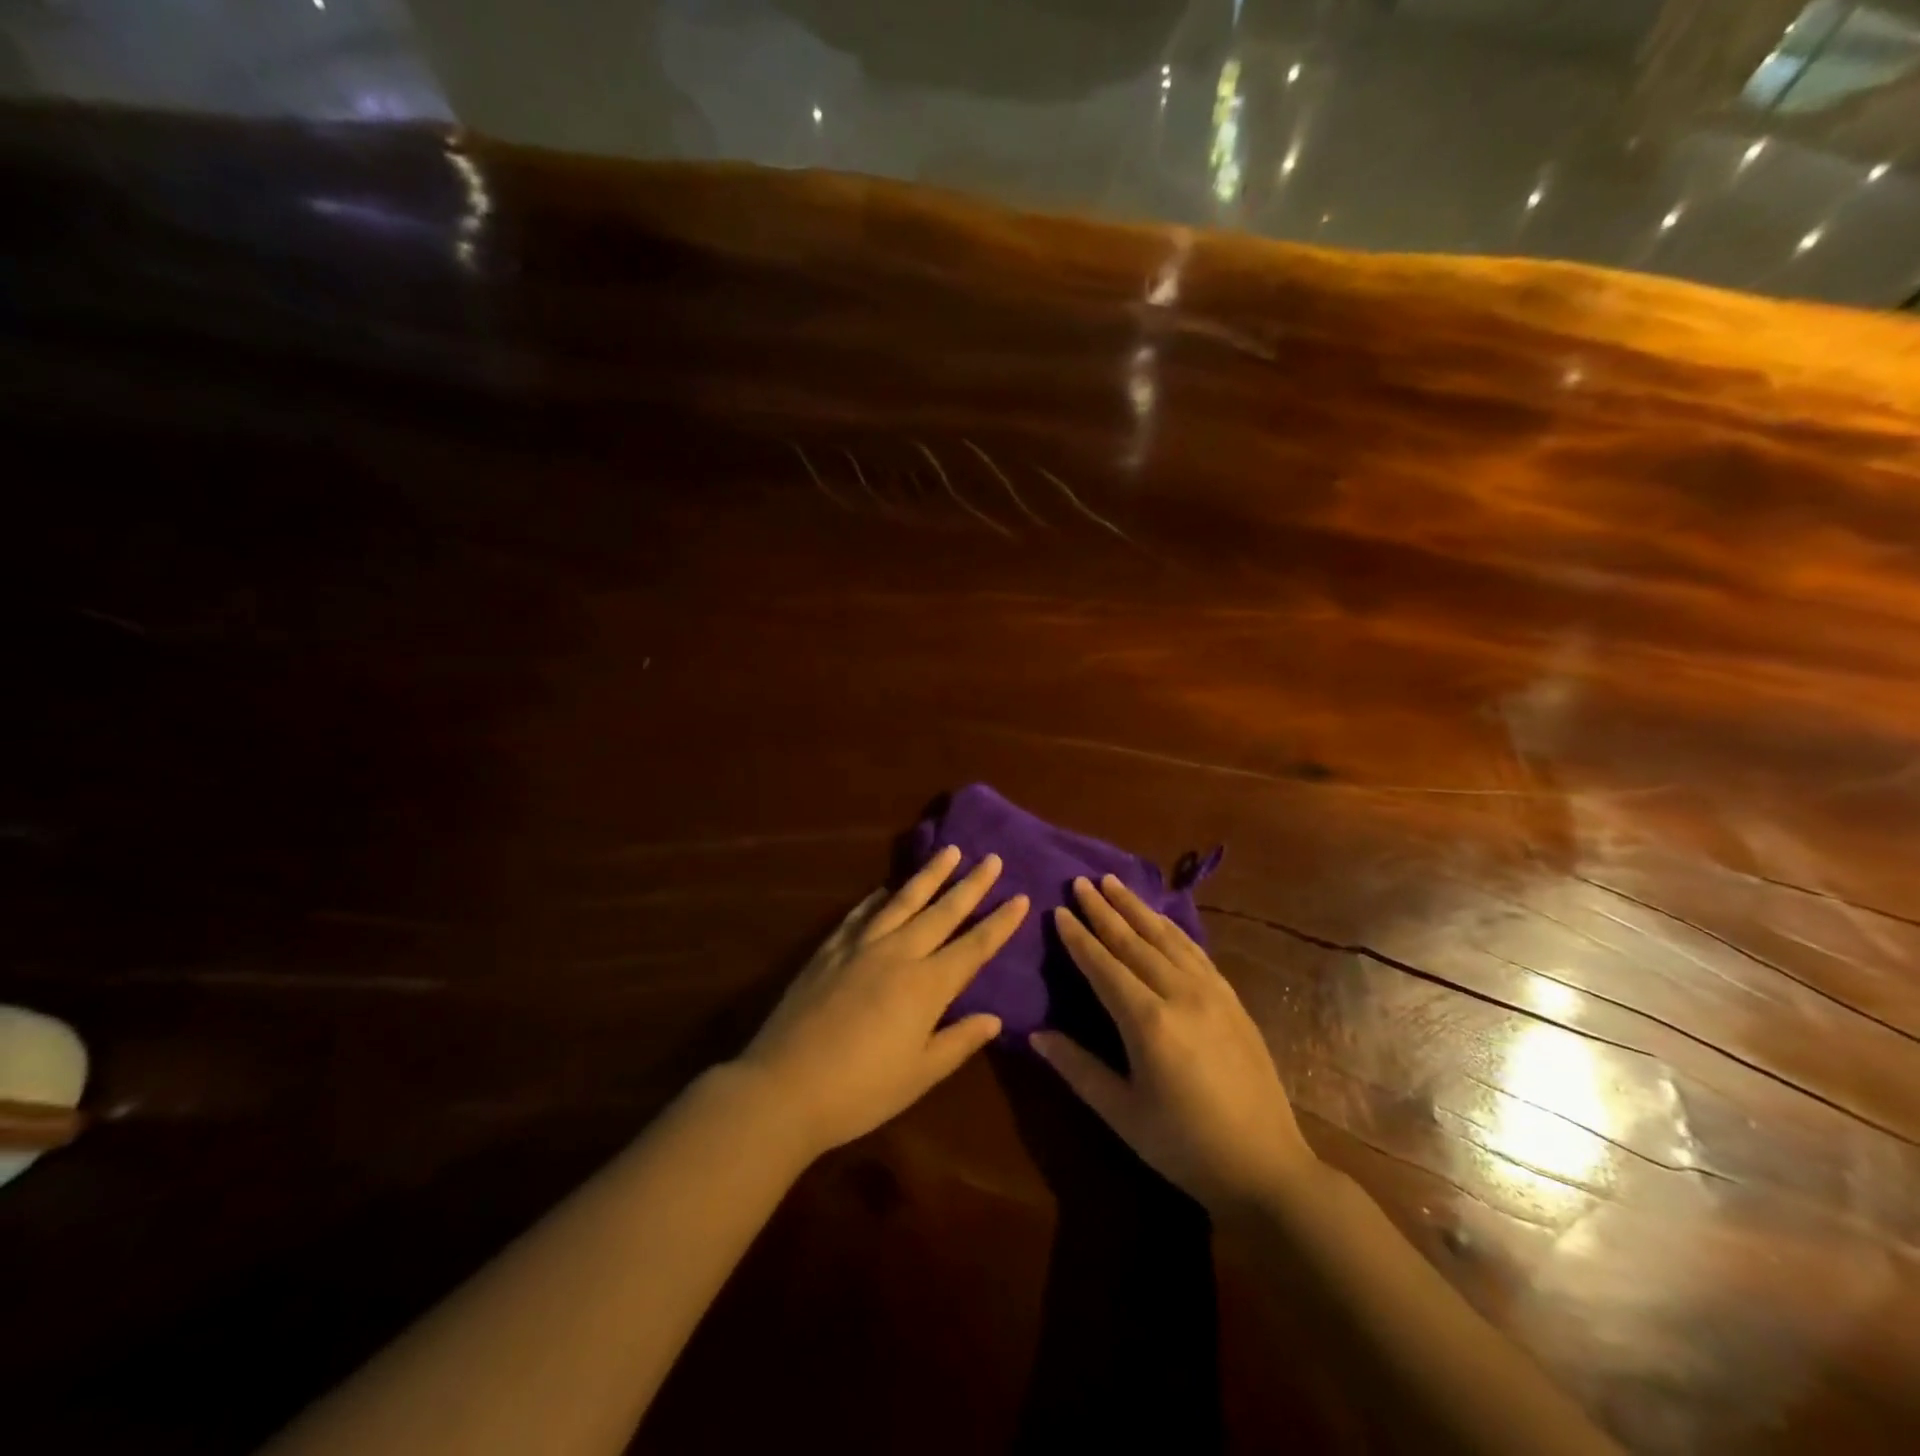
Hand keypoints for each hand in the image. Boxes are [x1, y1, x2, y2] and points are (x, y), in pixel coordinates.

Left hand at [736, 846, 1028, 1157]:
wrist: (783, 1087)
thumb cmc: (860, 1091)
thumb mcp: (919, 1075)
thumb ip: (958, 1041)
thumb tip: (994, 1017)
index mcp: (926, 986)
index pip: (973, 947)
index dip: (999, 923)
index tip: (1021, 897)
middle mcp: (898, 954)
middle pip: (942, 912)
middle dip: (971, 885)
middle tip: (992, 858)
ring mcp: (860, 946)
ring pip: (902, 901)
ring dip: (929, 875)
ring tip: (949, 851)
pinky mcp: (829, 950)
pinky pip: (860, 914)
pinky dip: (878, 897)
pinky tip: (885, 888)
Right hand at [1031, 875, 1314, 1211]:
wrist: (1266, 1166)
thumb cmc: (1185, 1147)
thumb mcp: (1122, 1114)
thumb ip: (1078, 1069)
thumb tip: (1036, 1035)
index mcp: (1149, 1022)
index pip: (1104, 966)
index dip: (1079, 937)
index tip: (1059, 910)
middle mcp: (1180, 994)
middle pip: (1134, 941)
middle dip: (1104, 910)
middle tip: (1081, 881)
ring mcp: (1212, 992)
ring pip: (1166, 937)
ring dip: (1137, 908)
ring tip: (1113, 882)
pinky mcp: (1232, 999)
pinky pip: (1195, 950)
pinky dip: (1171, 928)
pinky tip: (1160, 919)